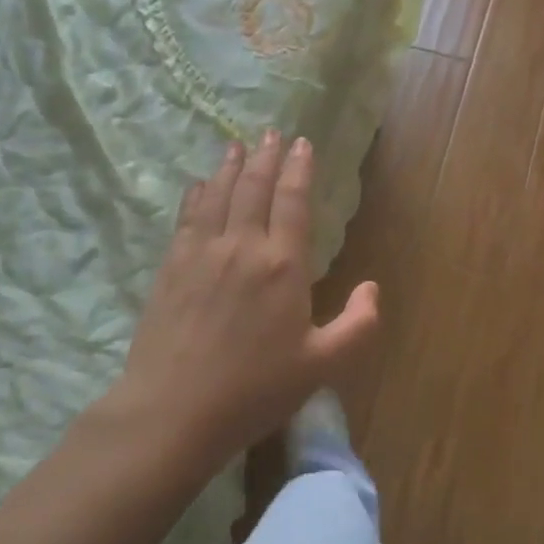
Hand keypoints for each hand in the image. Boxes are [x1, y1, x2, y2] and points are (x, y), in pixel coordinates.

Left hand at [119, 130, 379, 463]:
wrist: (174, 411)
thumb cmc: (255, 390)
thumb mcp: (322, 365)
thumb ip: (358, 325)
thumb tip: (372, 287)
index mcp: (283, 265)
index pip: (293, 201)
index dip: (299, 169)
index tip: (302, 143)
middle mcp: (242, 246)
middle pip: (254, 188)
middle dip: (266, 156)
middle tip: (271, 133)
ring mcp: (201, 254)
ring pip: (218, 195)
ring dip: (230, 166)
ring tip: (237, 145)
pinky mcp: (170, 268)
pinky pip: (187, 217)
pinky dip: (197, 194)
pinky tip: (199, 185)